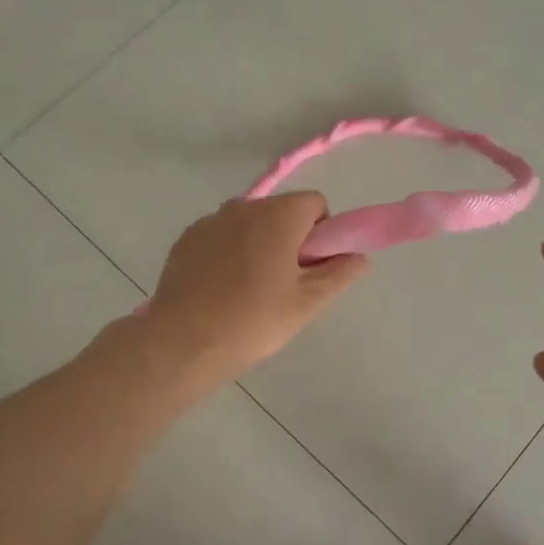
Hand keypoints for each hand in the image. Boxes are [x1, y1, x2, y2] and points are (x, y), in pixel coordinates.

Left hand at [145, 193, 368, 379]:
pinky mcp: (186, 238)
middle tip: (284, 284)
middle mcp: (244, 206)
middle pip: (280, 211)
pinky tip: (221, 289)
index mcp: (278, 215)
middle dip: (289, 238)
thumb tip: (359, 256)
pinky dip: (228, 253)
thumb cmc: (255, 320)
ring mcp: (210, 220)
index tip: (311, 267)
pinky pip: (220, 236)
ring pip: (249, 224)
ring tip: (249, 290)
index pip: (314, 203)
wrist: (184, 341)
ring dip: (257, 244)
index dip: (321, 233)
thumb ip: (339, 273)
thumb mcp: (307, 302)